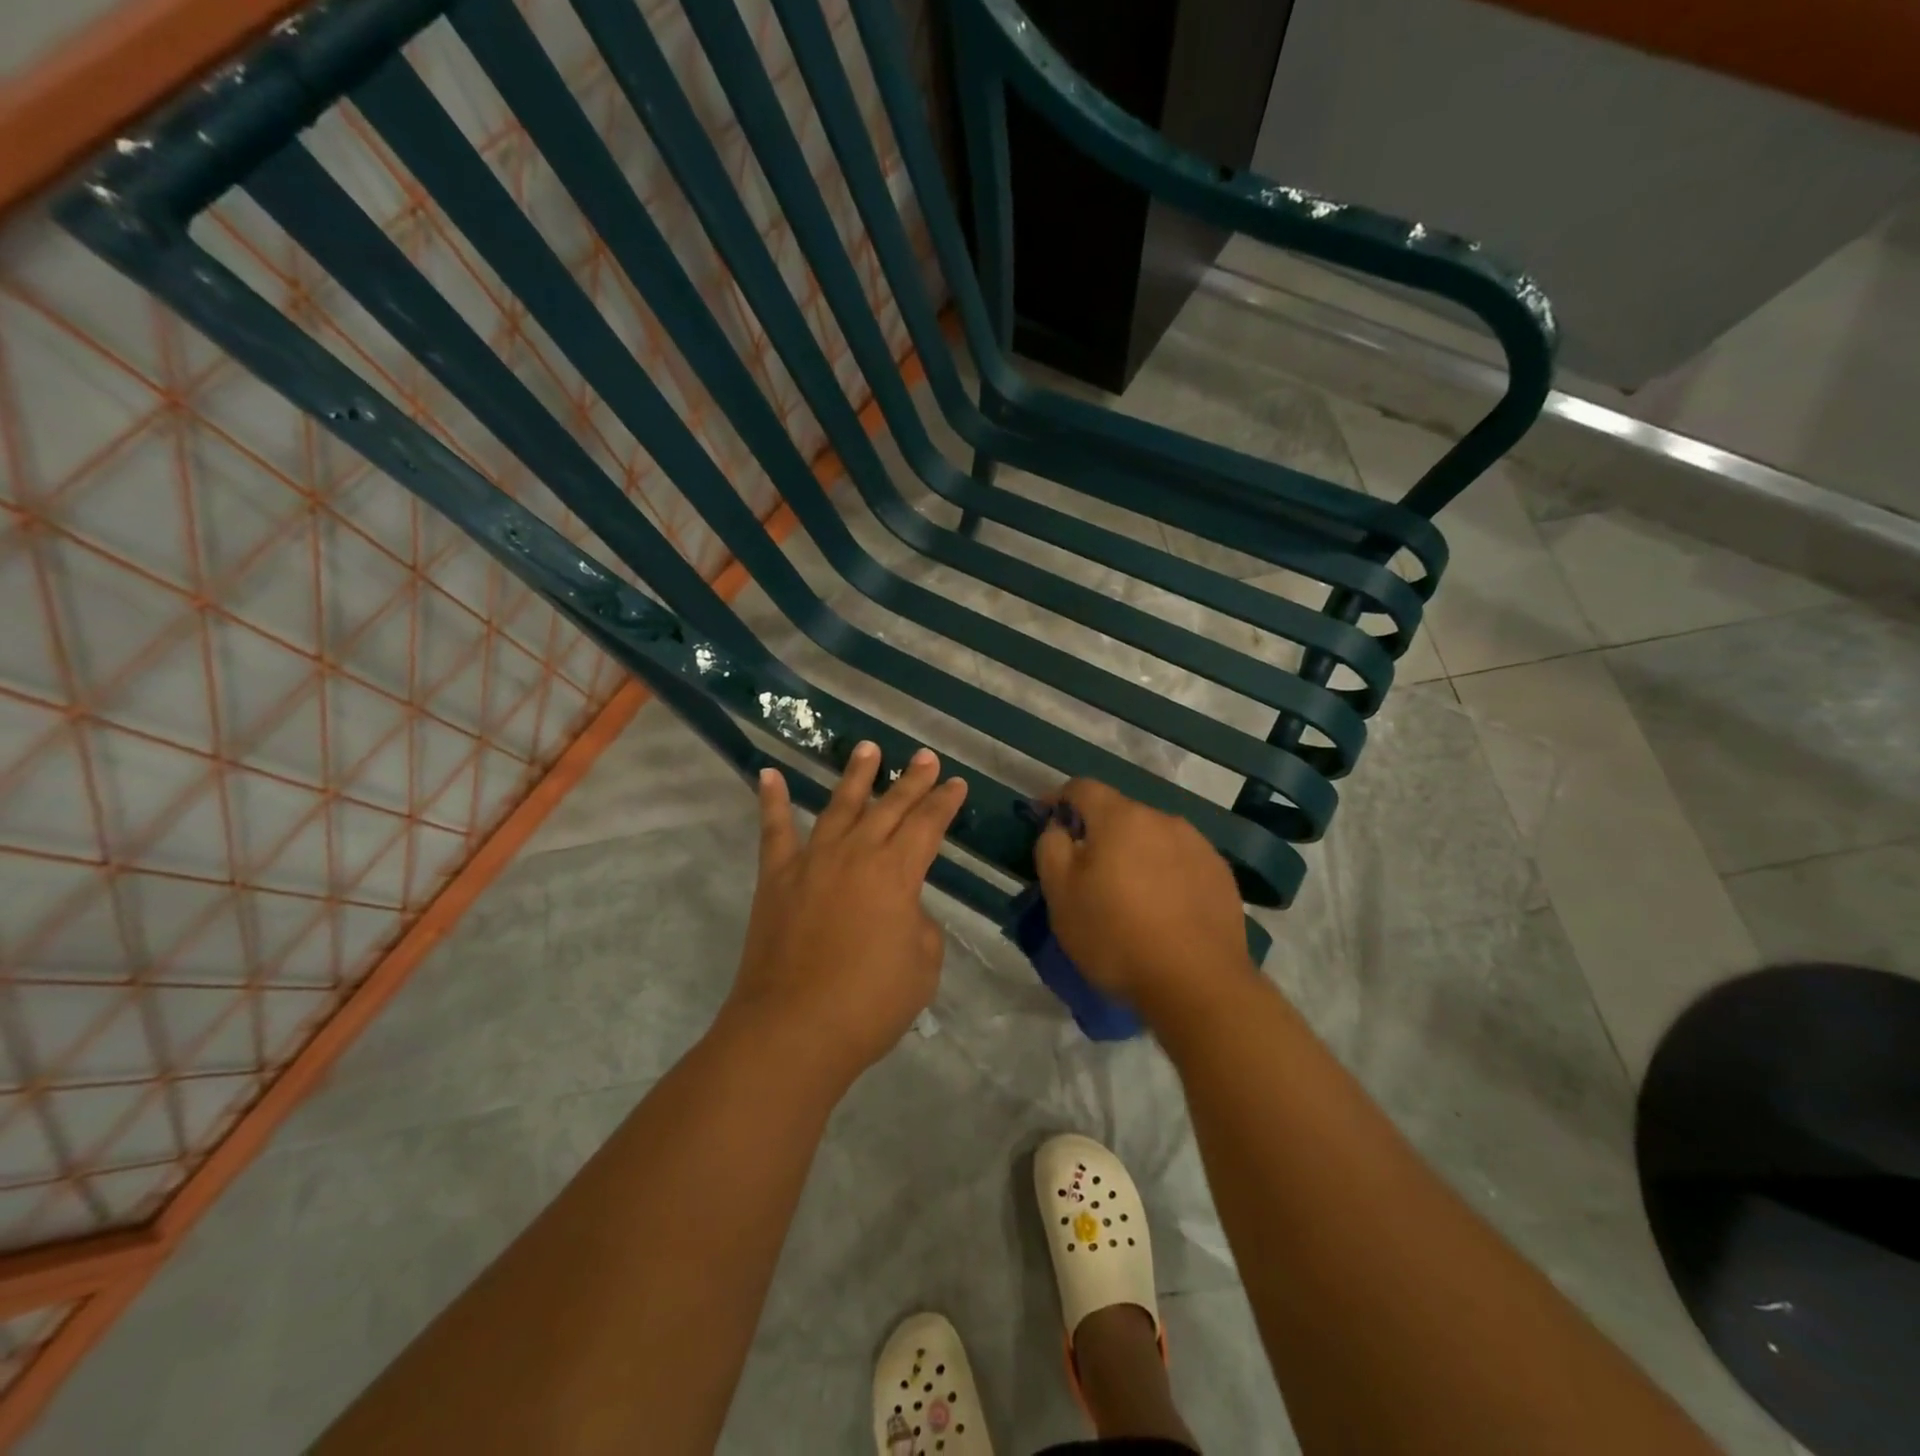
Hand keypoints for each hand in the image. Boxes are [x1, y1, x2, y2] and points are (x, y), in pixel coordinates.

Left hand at [726, 742, 967, 1085]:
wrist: (793, 1029)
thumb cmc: (869, 1004)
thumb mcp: (922, 966)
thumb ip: (918, 925)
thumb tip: (901, 908)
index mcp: (897, 873)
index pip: (928, 825)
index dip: (945, 803)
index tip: (956, 783)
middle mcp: (856, 854)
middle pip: (890, 807)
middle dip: (912, 780)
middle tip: (925, 756)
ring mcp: (812, 861)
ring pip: (839, 806)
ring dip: (856, 775)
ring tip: (868, 747)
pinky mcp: (776, 878)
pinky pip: (774, 831)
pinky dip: (770, 800)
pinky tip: (768, 773)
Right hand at [1034, 779, 1255, 1018]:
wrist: (1198, 984)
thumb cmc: (1116, 935)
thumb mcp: (1060, 894)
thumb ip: (1051, 848)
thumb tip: (1060, 829)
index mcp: (1120, 817)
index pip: (1082, 788)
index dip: (1058, 800)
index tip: (1044, 820)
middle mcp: (1163, 820)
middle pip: (1120, 814)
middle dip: (1098, 834)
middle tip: (1085, 872)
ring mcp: (1198, 846)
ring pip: (1153, 839)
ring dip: (1135, 855)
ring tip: (1128, 895)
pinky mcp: (1222, 876)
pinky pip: (1181, 863)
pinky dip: (1165, 875)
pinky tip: (1162, 911)